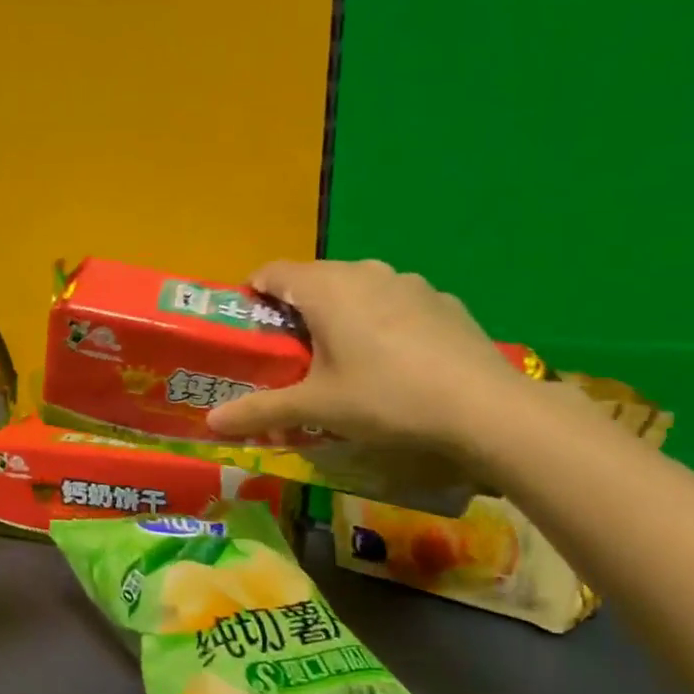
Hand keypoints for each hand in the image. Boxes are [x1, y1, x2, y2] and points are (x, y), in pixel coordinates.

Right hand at [205, 259, 525, 459]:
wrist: (484, 407)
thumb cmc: (384, 397)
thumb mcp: (315, 407)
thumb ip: (259, 410)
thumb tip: (210, 422)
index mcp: (326, 288)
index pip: (272, 271)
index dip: (252, 294)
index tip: (247, 327)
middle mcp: (364, 271)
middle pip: (313, 279)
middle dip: (294, 309)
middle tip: (288, 353)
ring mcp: (409, 283)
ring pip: (356, 288)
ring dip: (338, 313)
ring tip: (340, 358)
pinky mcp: (442, 301)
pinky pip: (394, 302)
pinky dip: (379, 321)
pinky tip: (392, 362)